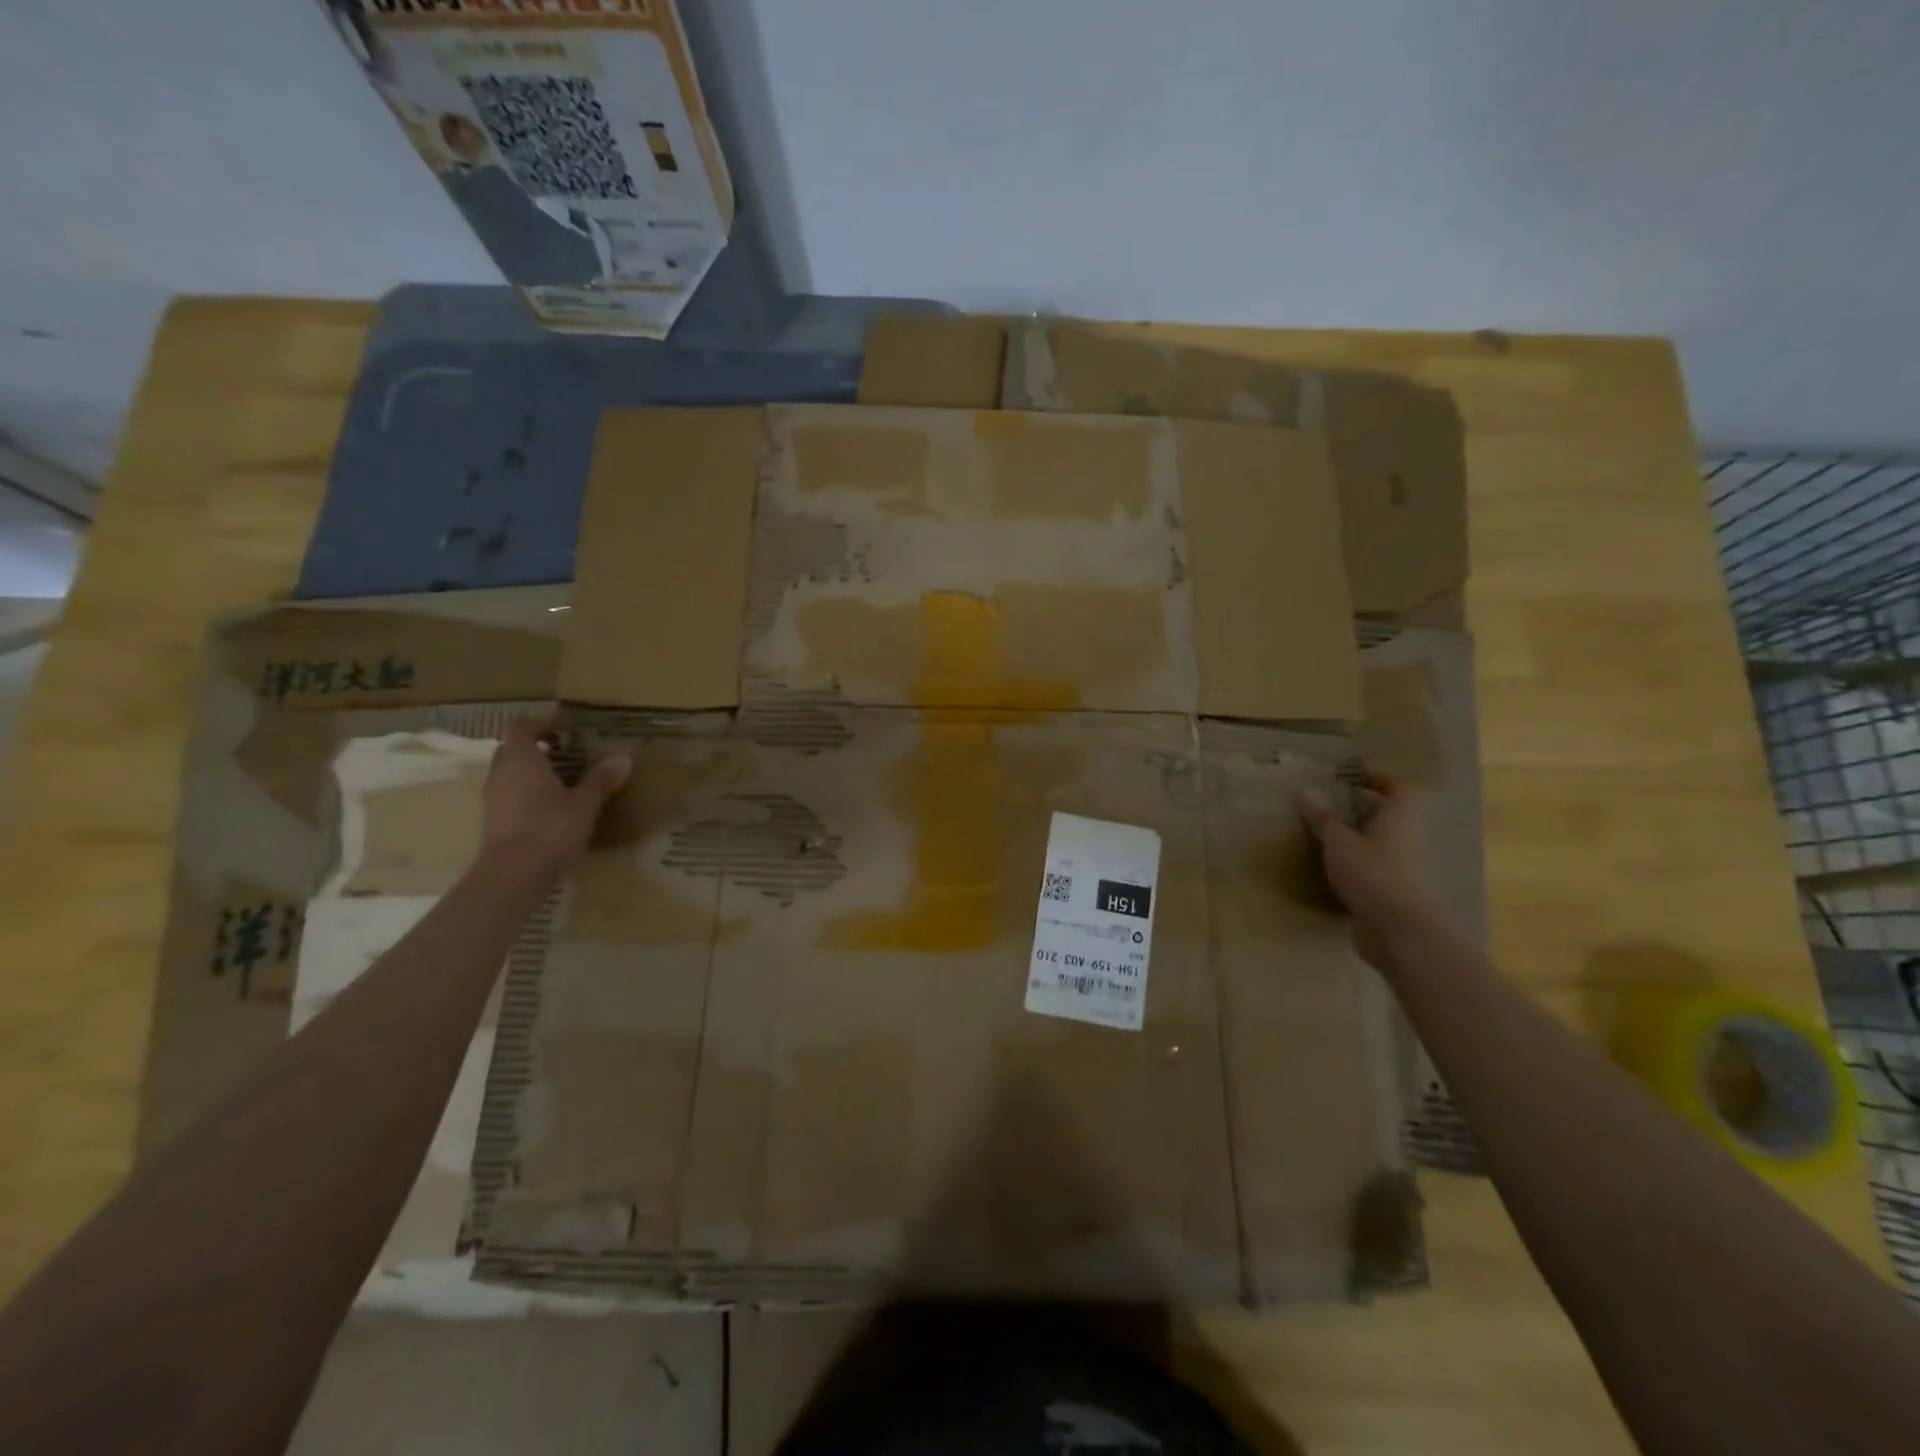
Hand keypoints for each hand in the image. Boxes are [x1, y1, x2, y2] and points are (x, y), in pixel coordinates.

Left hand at [477, 719, 631, 882]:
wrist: (512, 875)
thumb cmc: (550, 829)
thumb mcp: (585, 803)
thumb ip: (602, 778)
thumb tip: (624, 755)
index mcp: (521, 759)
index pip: (519, 727)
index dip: (538, 725)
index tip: (562, 731)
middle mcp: (501, 773)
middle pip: (511, 750)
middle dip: (535, 749)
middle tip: (565, 756)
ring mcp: (493, 799)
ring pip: (509, 774)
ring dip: (530, 773)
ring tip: (562, 783)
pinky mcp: (493, 822)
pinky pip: (509, 797)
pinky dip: (526, 795)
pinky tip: (550, 810)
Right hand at [1296, 769, 1438, 970]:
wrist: (1399, 932)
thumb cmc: (1373, 875)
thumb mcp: (1340, 842)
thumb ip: (1324, 818)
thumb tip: (1306, 790)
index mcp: (1399, 819)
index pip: (1401, 788)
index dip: (1381, 778)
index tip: (1354, 775)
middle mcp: (1406, 840)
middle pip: (1392, 815)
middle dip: (1366, 807)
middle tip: (1332, 803)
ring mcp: (1401, 868)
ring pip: (1382, 842)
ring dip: (1359, 836)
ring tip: (1325, 833)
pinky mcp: (1391, 892)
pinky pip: (1373, 868)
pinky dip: (1355, 863)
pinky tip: (1330, 867)